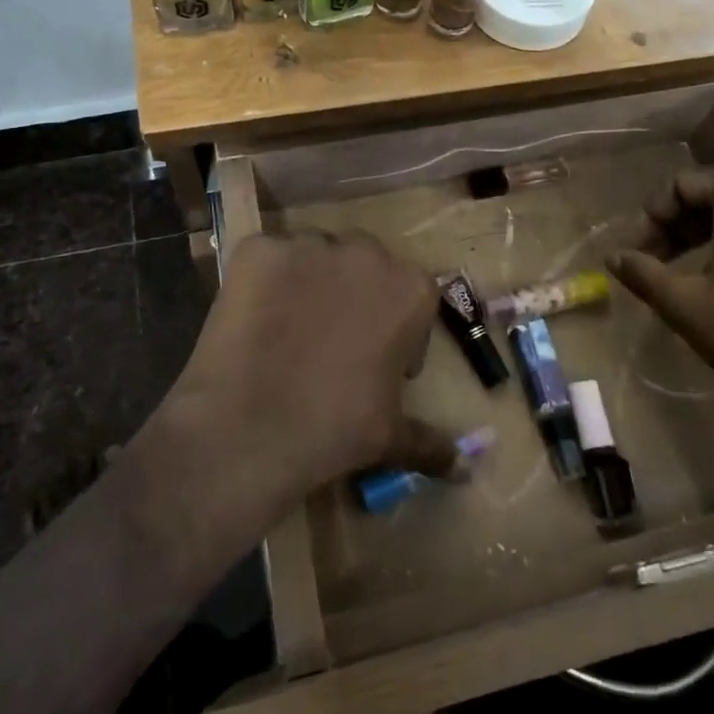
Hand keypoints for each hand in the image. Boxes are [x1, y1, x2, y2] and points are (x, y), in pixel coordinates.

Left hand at [159, 231, 460, 516]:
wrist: (248, 430)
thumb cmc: (334, 429)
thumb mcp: (391, 437)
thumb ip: (431, 442)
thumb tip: (465, 468)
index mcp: (410, 289)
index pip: (412, 294)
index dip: (397, 327)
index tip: (378, 358)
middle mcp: (365, 252)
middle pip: (364, 264)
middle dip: (355, 294)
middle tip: (332, 340)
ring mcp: (308, 245)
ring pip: (315, 255)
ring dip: (310, 281)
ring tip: (288, 328)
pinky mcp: (257, 248)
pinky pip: (267, 256)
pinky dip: (263, 281)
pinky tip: (253, 319)